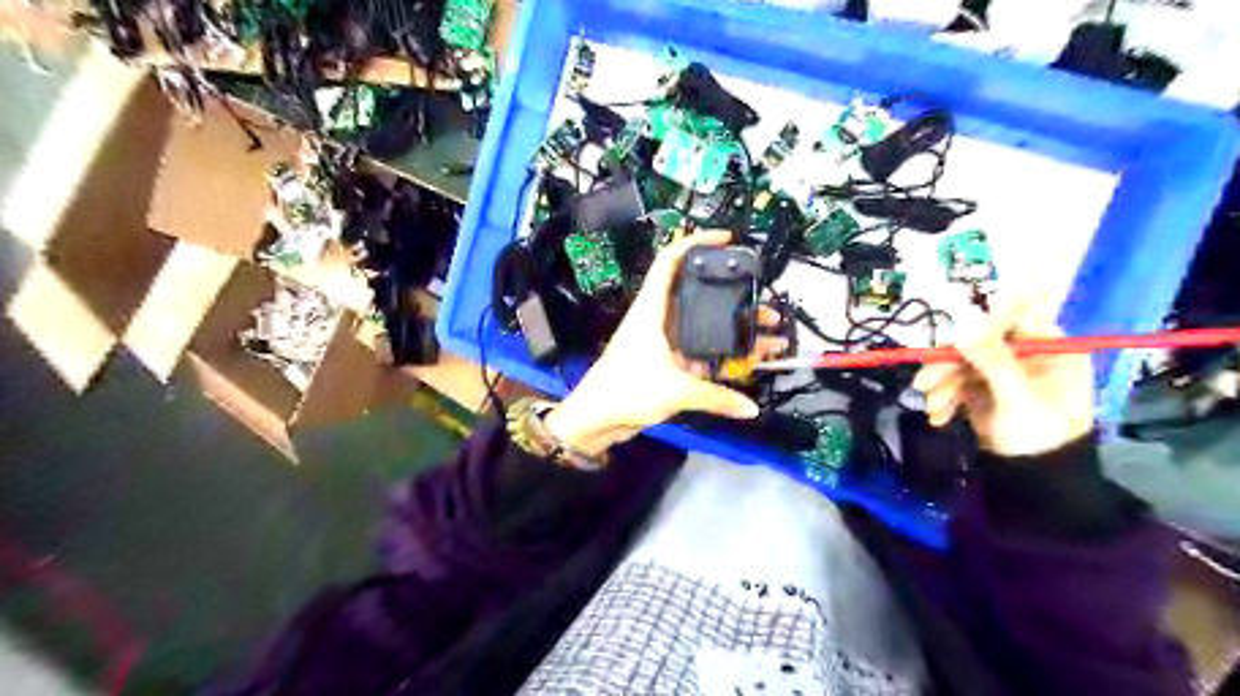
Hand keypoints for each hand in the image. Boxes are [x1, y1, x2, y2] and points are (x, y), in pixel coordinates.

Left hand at [545, 231, 787, 457]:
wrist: (597, 419)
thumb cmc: (626, 390)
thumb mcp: (676, 390)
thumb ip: (716, 397)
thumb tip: (749, 408)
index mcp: (652, 309)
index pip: (670, 260)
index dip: (696, 242)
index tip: (726, 239)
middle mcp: (659, 318)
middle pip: (698, 294)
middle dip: (732, 295)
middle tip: (762, 301)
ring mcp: (663, 340)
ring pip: (703, 325)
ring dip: (732, 326)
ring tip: (766, 331)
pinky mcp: (667, 361)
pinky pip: (700, 351)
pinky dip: (722, 353)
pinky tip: (747, 359)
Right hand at [908, 300, 1091, 456]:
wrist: (1035, 482)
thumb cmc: (1039, 436)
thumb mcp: (1018, 397)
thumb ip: (993, 360)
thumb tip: (963, 326)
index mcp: (1050, 349)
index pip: (1014, 317)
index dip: (982, 324)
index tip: (953, 340)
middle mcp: (1025, 355)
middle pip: (978, 341)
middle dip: (949, 364)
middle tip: (925, 381)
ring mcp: (1002, 373)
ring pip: (961, 363)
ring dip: (941, 384)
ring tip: (931, 407)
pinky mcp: (982, 391)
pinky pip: (956, 382)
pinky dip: (944, 397)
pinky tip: (939, 416)